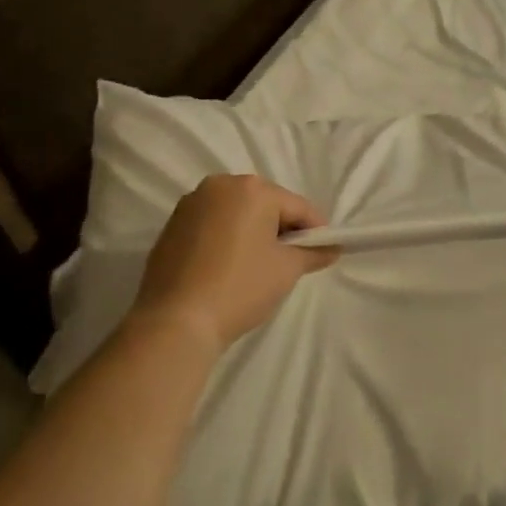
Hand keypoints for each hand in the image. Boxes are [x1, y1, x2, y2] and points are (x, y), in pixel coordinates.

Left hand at [130, 175, 338, 349]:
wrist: (176, 320)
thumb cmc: (240, 288)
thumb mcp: (286, 270)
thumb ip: (312, 253)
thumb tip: (332, 248)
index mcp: (252, 189)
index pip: (297, 207)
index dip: (316, 230)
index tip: (324, 252)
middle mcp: (220, 185)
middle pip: (265, 204)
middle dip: (281, 228)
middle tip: (291, 261)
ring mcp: (192, 203)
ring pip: (237, 213)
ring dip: (252, 232)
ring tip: (258, 265)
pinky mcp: (172, 224)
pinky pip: (212, 224)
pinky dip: (226, 238)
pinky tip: (228, 266)